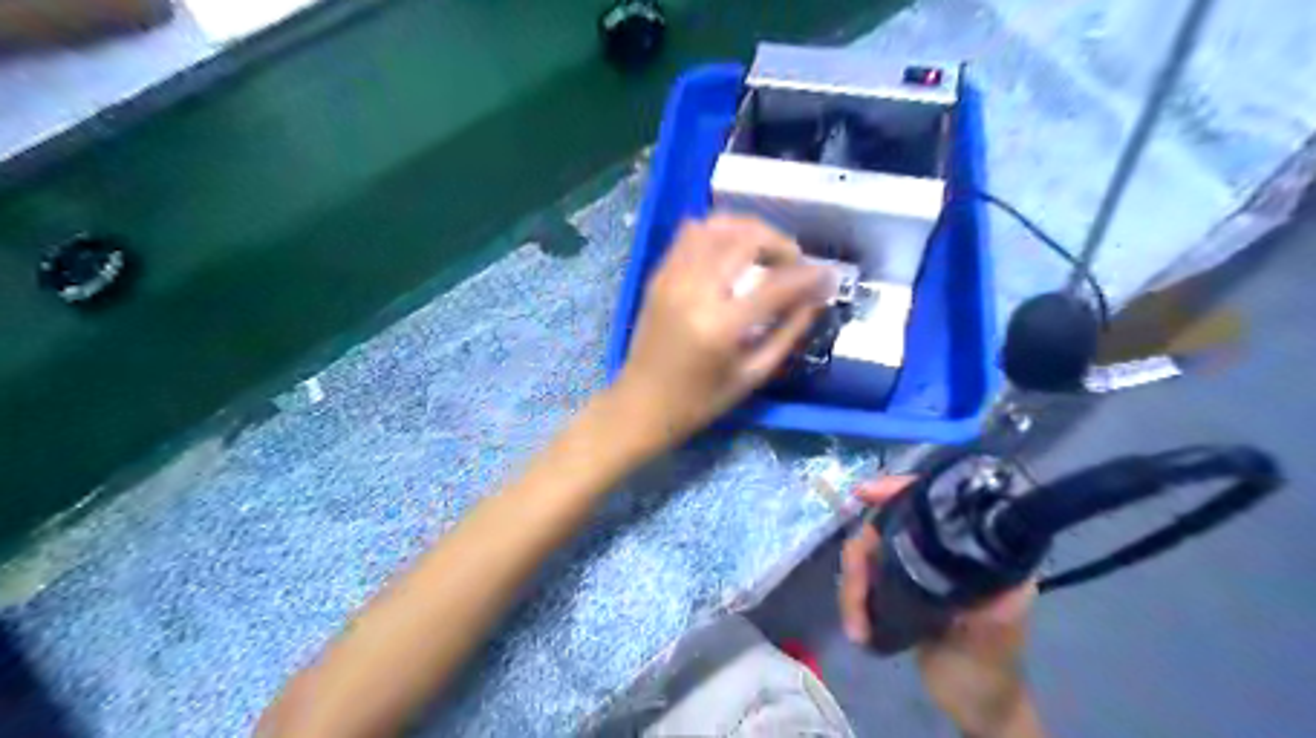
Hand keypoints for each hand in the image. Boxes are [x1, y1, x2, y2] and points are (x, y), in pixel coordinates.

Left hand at [615, 209, 817, 446]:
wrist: (640, 405)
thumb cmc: (700, 401)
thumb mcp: (752, 375)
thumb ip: (788, 332)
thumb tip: (817, 297)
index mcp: (720, 326)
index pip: (776, 283)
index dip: (810, 275)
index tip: (829, 275)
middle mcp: (694, 291)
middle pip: (746, 238)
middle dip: (780, 243)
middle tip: (794, 263)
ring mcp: (671, 278)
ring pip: (716, 226)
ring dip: (749, 231)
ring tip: (764, 252)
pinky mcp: (658, 275)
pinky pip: (689, 234)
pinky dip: (718, 232)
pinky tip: (731, 251)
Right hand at [837, 477, 1043, 735]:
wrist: (974, 708)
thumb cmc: (990, 671)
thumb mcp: (994, 638)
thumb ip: (990, 604)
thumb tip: (975, 568)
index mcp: (975, 552)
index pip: (934, 504)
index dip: (899, 490)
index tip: (864, 493)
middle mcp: (944, 551)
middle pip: (889, 526)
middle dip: (862, 555)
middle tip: (854, 592)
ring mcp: (919, 568)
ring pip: (871, 552)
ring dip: (853, 584)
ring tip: (855, 625)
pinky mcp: (900, 586)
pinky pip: (867, 575)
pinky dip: (854, 594)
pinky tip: (855, 622)